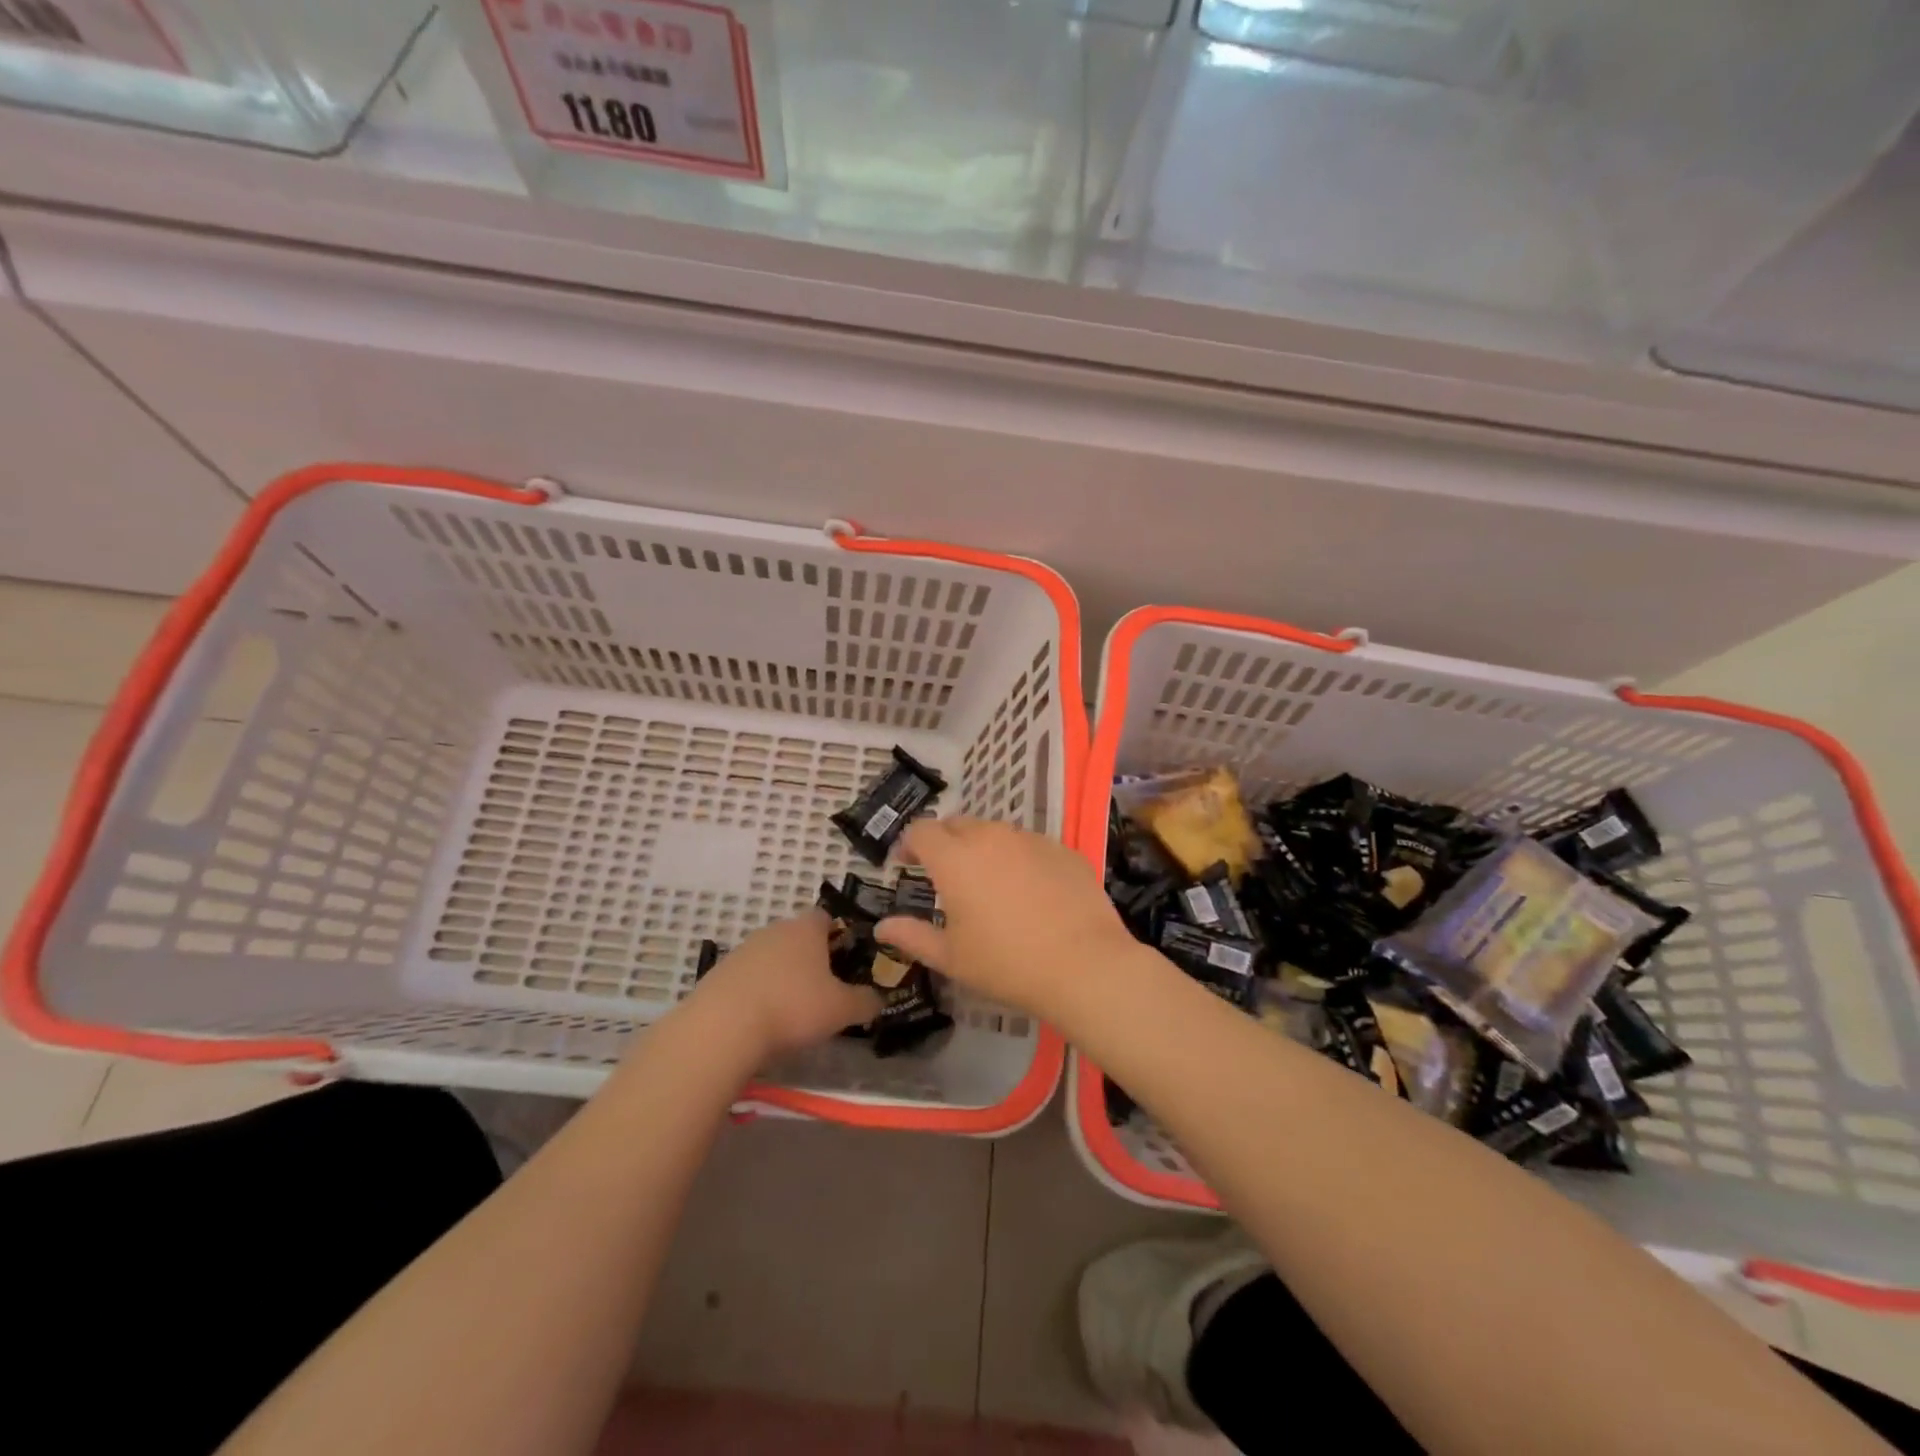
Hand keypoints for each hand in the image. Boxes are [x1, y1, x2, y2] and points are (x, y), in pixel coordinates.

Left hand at [690, 911, 881, 1058]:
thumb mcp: (842, 1009)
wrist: (723, 1028)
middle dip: (811, 959)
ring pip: (772, 957)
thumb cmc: (793, 1007)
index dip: (839, 935)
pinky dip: (758, 993)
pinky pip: (748, 978)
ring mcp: (743, 950)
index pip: (827, 917)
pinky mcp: (719, 973)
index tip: (847, 961)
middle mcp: (774, 929)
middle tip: (824, 989)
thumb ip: (866, 1002)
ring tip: (792, 1010)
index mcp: (806, 928)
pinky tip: (761, 1020)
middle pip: (798, 937)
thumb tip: (880, 999)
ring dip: (782, 976)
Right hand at [875, 818, 1138, 1021]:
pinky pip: (1030, 845)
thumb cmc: (1006, 964)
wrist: (1084, 965)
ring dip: (983, 848)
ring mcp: (1031, 840)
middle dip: (944, 842)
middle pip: (958, 825)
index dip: (908, 843)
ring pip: (996, 833)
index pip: (921, 831)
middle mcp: (991, 837)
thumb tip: (882, 927)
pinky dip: (1019, 859)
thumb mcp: (952, 957)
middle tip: (944, 874)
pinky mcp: (1063, 850)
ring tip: (988, 883)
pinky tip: (1029, 891)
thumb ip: (913, 936)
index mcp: (955, 859)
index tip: (906, 864)